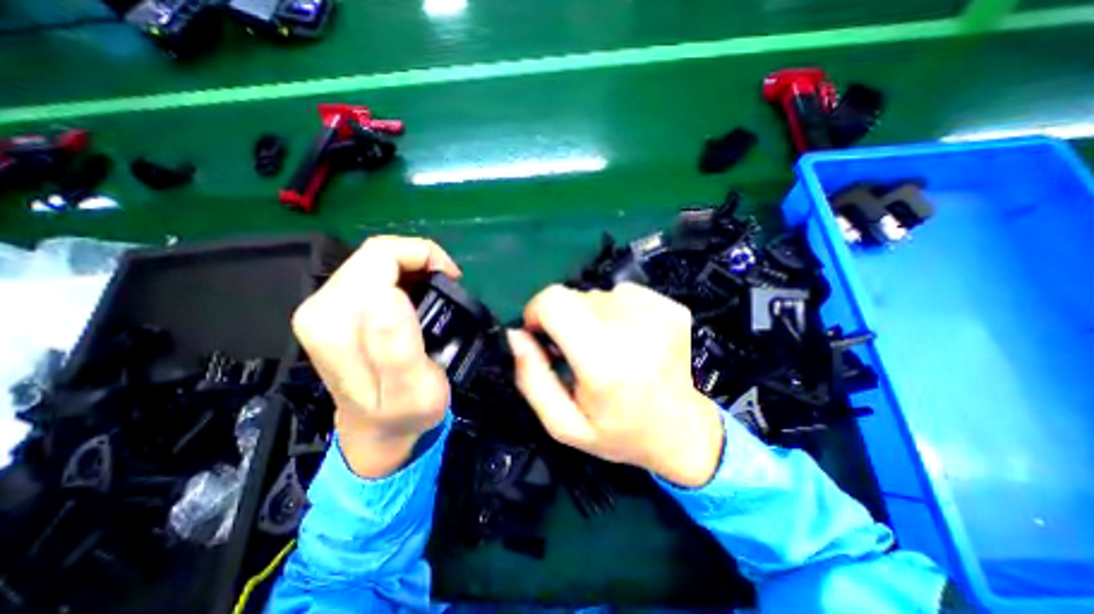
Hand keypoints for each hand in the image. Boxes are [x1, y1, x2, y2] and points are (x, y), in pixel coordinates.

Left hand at [293, 235, 458, 479]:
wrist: (378, 432)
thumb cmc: (404, 413)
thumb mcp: (412, 389)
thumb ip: (396, 345)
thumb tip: (387, 293)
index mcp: (337, 322)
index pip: (380, 257)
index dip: (423, 256)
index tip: (452, 279)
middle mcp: (321, 307)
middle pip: (374, 254)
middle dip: (419, 260)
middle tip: (448, 285)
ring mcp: (325, 308)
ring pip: (374, 261)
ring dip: (413, 268)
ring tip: (437, 291)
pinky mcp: (336, 310)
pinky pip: (374, 274)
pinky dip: (404, 276)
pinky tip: (419, 296)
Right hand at [512, 282, 724, 488]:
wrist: (688, 433)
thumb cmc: (622, 433)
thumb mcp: (565, 424)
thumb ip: (531, 378)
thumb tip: (516, 334)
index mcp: (604, 362)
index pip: (555, 302)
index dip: (537, 311)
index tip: (541, 335)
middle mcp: (634, 329)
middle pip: (575, 297)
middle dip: (566, 321)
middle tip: (581, 353)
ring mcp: (659, 313)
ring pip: (599, 294)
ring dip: (593, 317)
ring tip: (610, 349)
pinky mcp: (674, 307)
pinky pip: (625, 294)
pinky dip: (618, 312)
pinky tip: (631, 339)